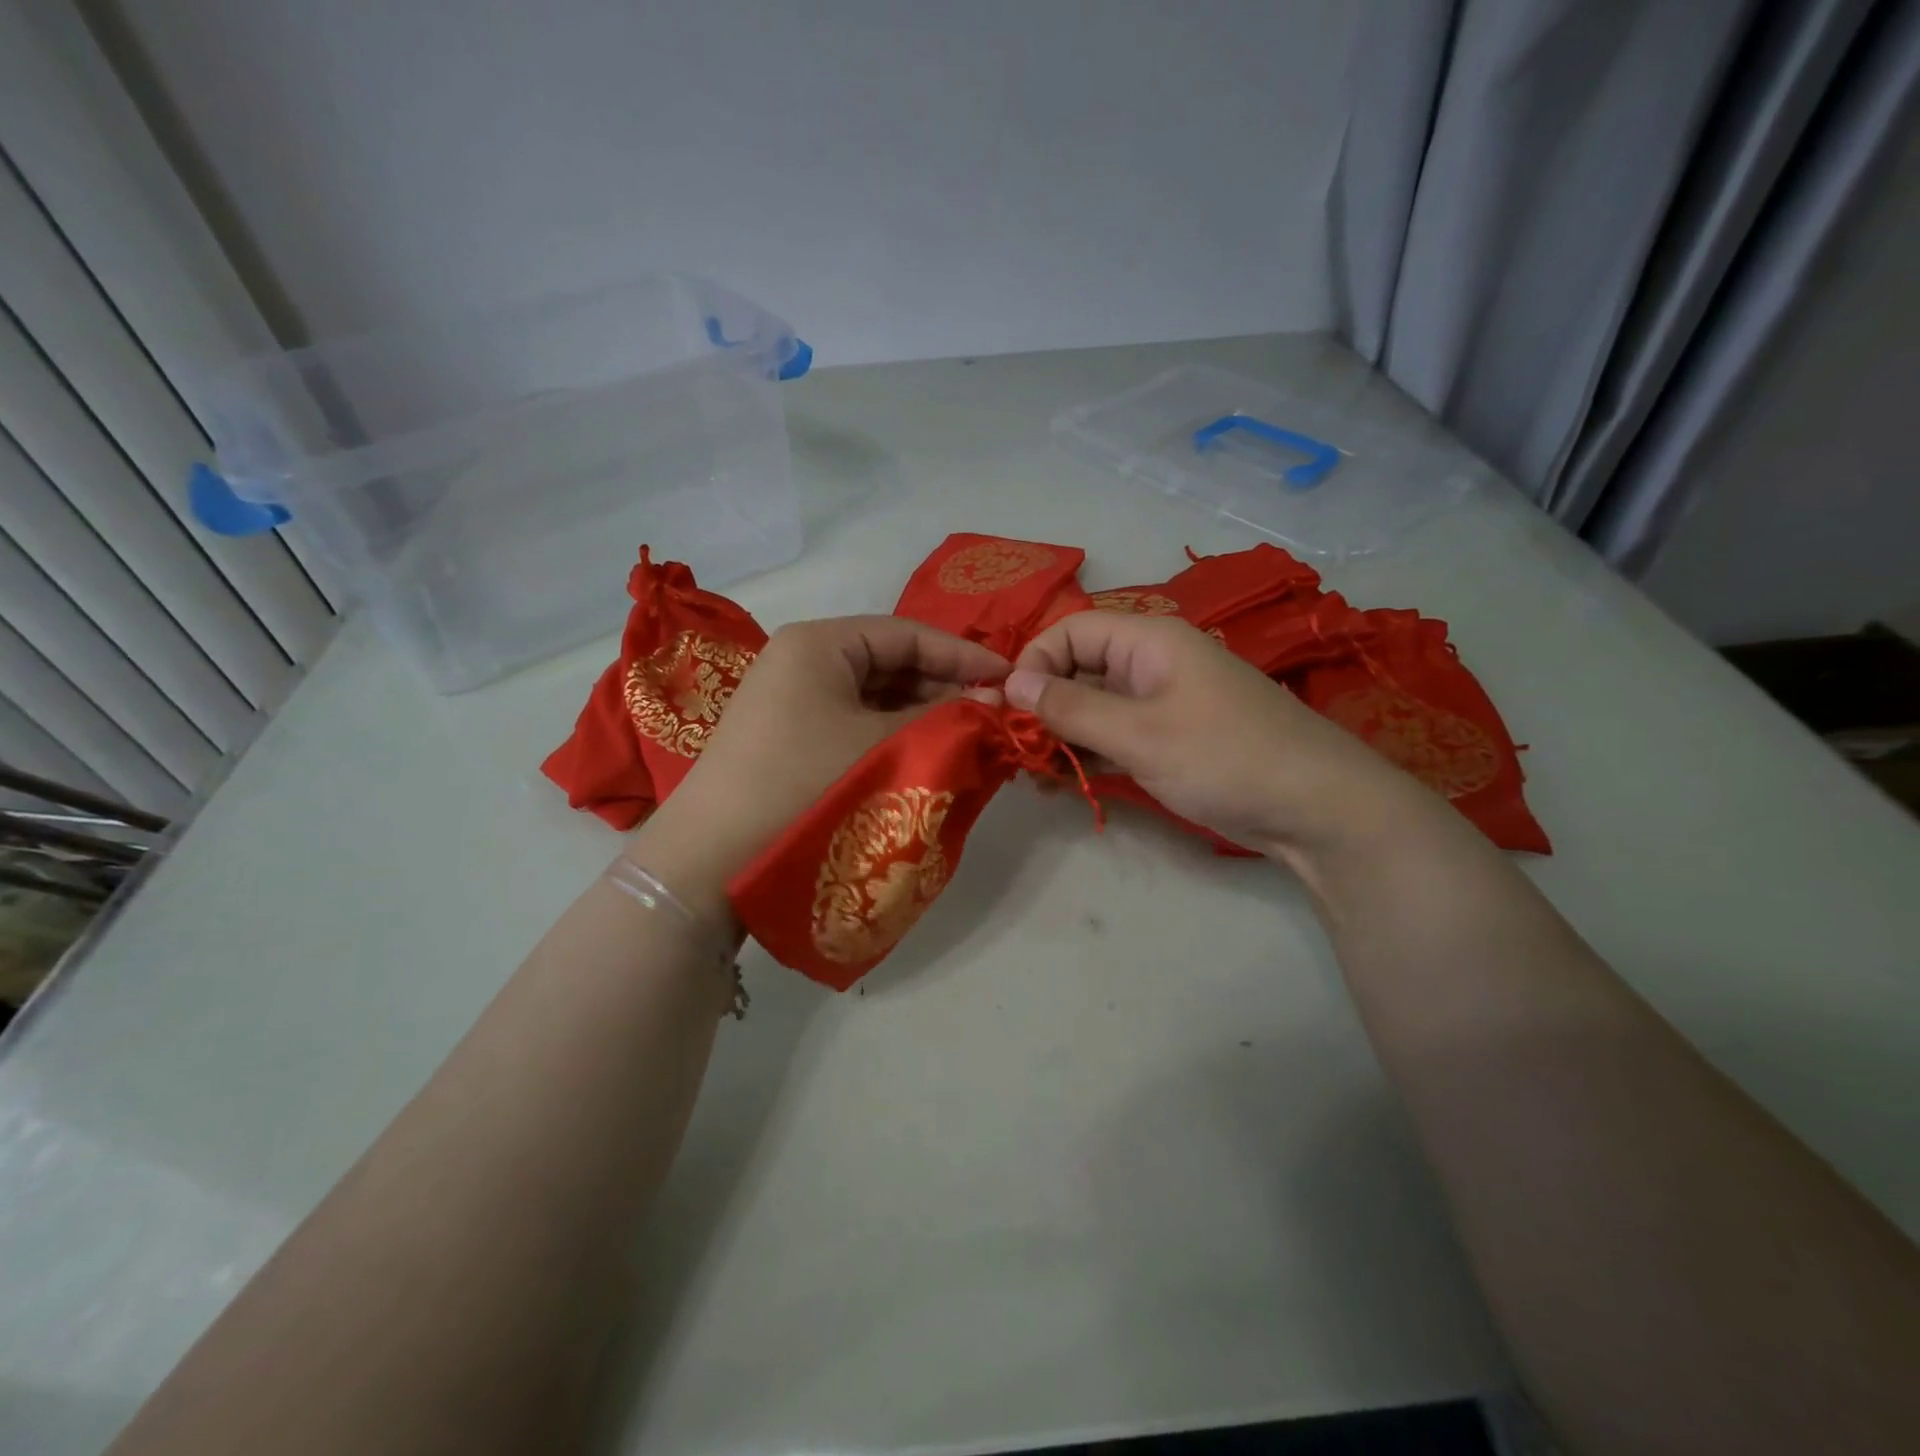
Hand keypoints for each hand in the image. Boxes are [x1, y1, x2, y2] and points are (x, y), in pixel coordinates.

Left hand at [629, 617, 1008, 920]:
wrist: (712, 862)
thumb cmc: (804, 786)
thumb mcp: (884, 748)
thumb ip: (945, 719)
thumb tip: (995, 703)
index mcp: (819, 643)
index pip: (908, 633)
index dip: (963, 654)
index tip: (1010, 678)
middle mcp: (801, 659)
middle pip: (890, 661)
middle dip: (944, 686)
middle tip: (993, 715)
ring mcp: (790, 699)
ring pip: (873, 695)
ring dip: (921, 714)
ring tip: (967, 739)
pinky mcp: (788, 737)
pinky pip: (853, 722)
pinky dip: (891, 735)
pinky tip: (922, 756)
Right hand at [1005, 612, 1439, 867]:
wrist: (1317, 809)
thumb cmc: (1224, 757)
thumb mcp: (1139, 733)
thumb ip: (1072, 708)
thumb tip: (1012, 685)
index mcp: (1149, 641)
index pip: (1071, 631)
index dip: (1034, 663)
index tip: (1009, 709)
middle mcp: (1153, 664)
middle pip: (1080, 668)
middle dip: (1044, 704)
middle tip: (1015, 748)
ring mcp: (1164, 704)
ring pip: (1096, 707)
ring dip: (1063, 735)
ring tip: (1033, 773)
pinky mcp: (1173, 741)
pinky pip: (1118, 737)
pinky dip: (1091, 755)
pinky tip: (1064, 782)